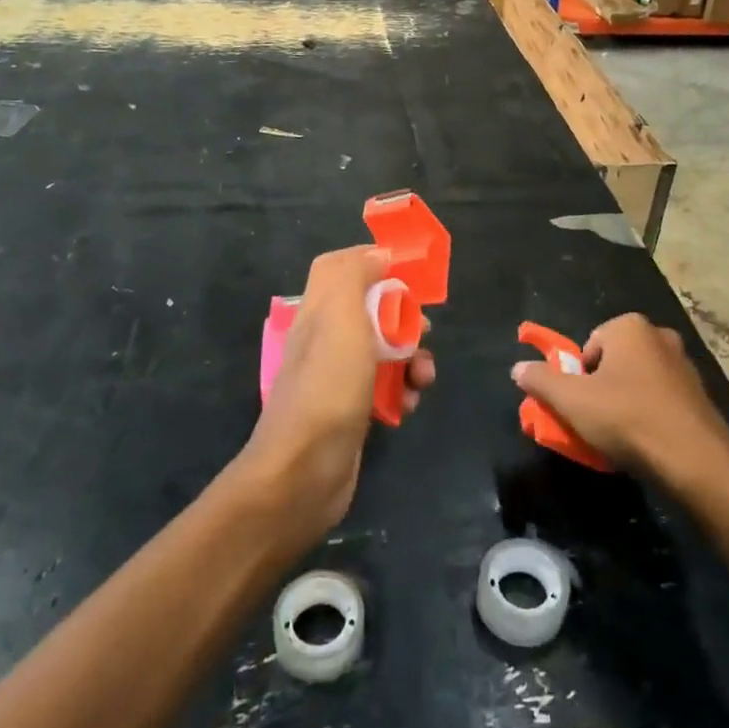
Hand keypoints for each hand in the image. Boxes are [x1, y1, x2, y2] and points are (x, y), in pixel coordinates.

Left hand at [241, 246, 435, 539]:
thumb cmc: (328, 386)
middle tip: (423, 331)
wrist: (305, 472)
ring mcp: (337, 377)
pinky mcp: (352, 410)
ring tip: (423, 377)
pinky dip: (402, 391)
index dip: (371, 262)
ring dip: (411, 358)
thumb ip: (355, 276)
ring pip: (384, 350)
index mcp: (318, 311)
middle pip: (370, 309)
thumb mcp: (342, 317)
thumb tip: (377, 255)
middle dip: (403, 317)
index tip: (407, 272)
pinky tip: (409, 406)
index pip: (338, 267)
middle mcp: (325, 339)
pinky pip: (385, 387)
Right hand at [511, 313, 728, 478]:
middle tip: (595, 421)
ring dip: (624, 404)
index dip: (578, 377)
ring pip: (637, 382)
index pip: (588, 346)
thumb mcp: (571, 400)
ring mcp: (684, 365)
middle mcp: (660, 336)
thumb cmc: (627, 418)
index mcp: (630, 327)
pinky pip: (660, 400)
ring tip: (618, 437)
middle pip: (613, 362)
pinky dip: (648, 416)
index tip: (579, 405)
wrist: (695, 459)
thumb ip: (541, 381)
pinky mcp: (700, 395)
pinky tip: (644, 443)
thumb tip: (518, 368)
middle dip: (600, 389)